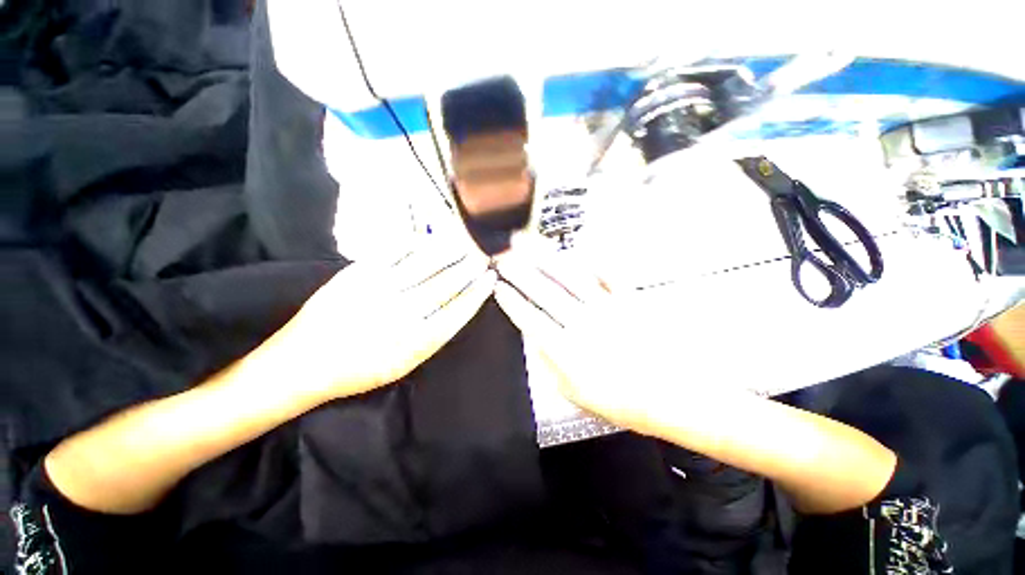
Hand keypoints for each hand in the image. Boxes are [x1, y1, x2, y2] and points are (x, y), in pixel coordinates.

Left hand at [265, 238, 495, 400]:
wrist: (302, 362)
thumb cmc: (359, 370)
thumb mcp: (404, 365)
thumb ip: (433, 337)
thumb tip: (457, 309)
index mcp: (416, 340)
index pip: (458, 310)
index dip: (477, 292)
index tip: (490, 278)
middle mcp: (402, 312)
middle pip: (446, 284)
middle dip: (468, 269)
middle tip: (482, 256)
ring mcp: (380, 289)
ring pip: (425, 265)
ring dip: (449, 252)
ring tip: (464, 243)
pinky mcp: (359, 273)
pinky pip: (394, 252)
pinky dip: (415, 244)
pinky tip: (428, 239)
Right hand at [493, 248, 684, 433]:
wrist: (668, 396)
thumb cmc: (618, 400)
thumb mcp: (573, 393)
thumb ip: (549, 363)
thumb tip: (533, 337)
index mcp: (568, 350)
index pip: (531, 319)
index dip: (512, 302)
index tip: (498, 288)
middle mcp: (583, 324)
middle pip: (545, 292)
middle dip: (519, 272)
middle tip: (503, 257)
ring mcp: (607, 309)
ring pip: (570, 277)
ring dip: (546, 259)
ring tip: (529, 245)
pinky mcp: (628, 301)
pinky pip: (608, 274)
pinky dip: (592, 259)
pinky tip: (577, 250)